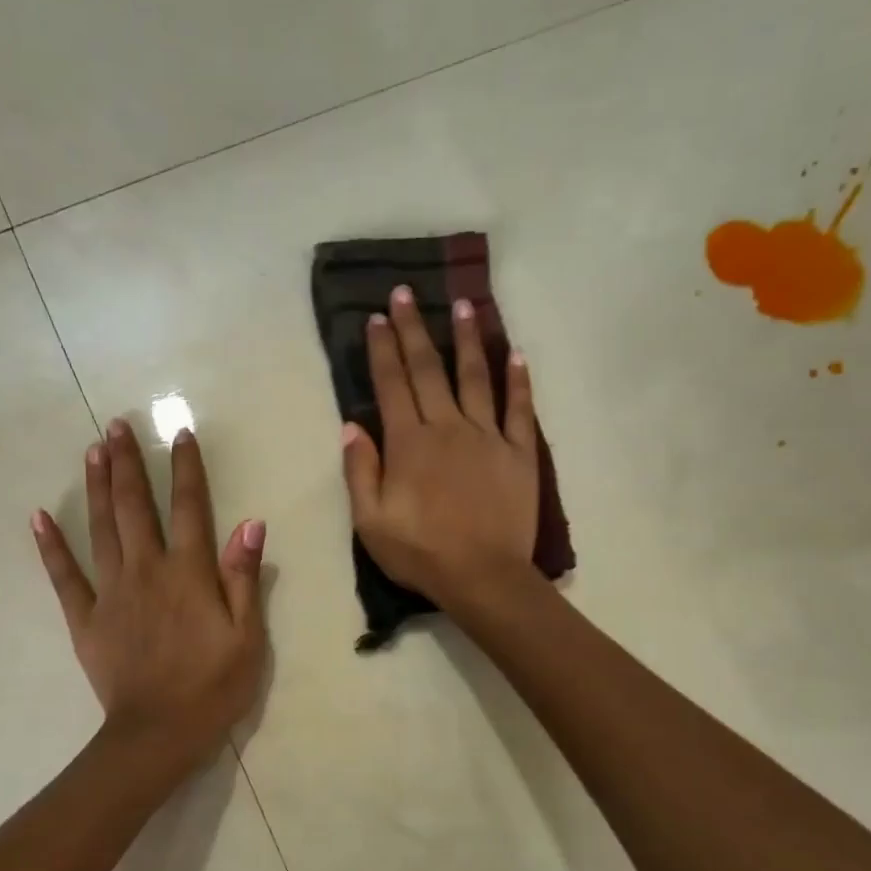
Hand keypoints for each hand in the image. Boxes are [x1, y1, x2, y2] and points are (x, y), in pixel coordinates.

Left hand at [33, 419, 267, 766]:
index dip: (186, 469)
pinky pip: (64, 577)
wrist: (159, 734)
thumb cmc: (214, 687)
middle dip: (128, 464)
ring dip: (97, 487)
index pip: (191, 508)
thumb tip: (249, 524)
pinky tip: (39, 516)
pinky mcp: (86, 619)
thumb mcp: (248, 636)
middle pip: (136, 507)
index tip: (180, 433)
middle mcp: (147, 571)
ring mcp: (111, 593)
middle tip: (117, 425)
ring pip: (101, 529)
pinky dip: (51, 546)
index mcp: (189, 574)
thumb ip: (244, 578)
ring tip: (92, 451)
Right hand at [341, 286, 540, 608]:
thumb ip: (359, 471)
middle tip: (406, 294)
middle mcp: (448, 427)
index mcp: (409, 443)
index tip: (376, 318)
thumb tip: (351, 426)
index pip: (392, 385)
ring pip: (475, 377)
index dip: (382, 350)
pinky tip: (515, 354)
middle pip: (428, 370)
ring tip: (463, 306)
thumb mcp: (371, 522)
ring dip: (467, 340)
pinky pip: (519, 408)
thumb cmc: (421, 553)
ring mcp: (488, 437)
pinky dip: (518, 380)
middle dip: (414, 330)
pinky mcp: (520, 453)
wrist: (484, 577)